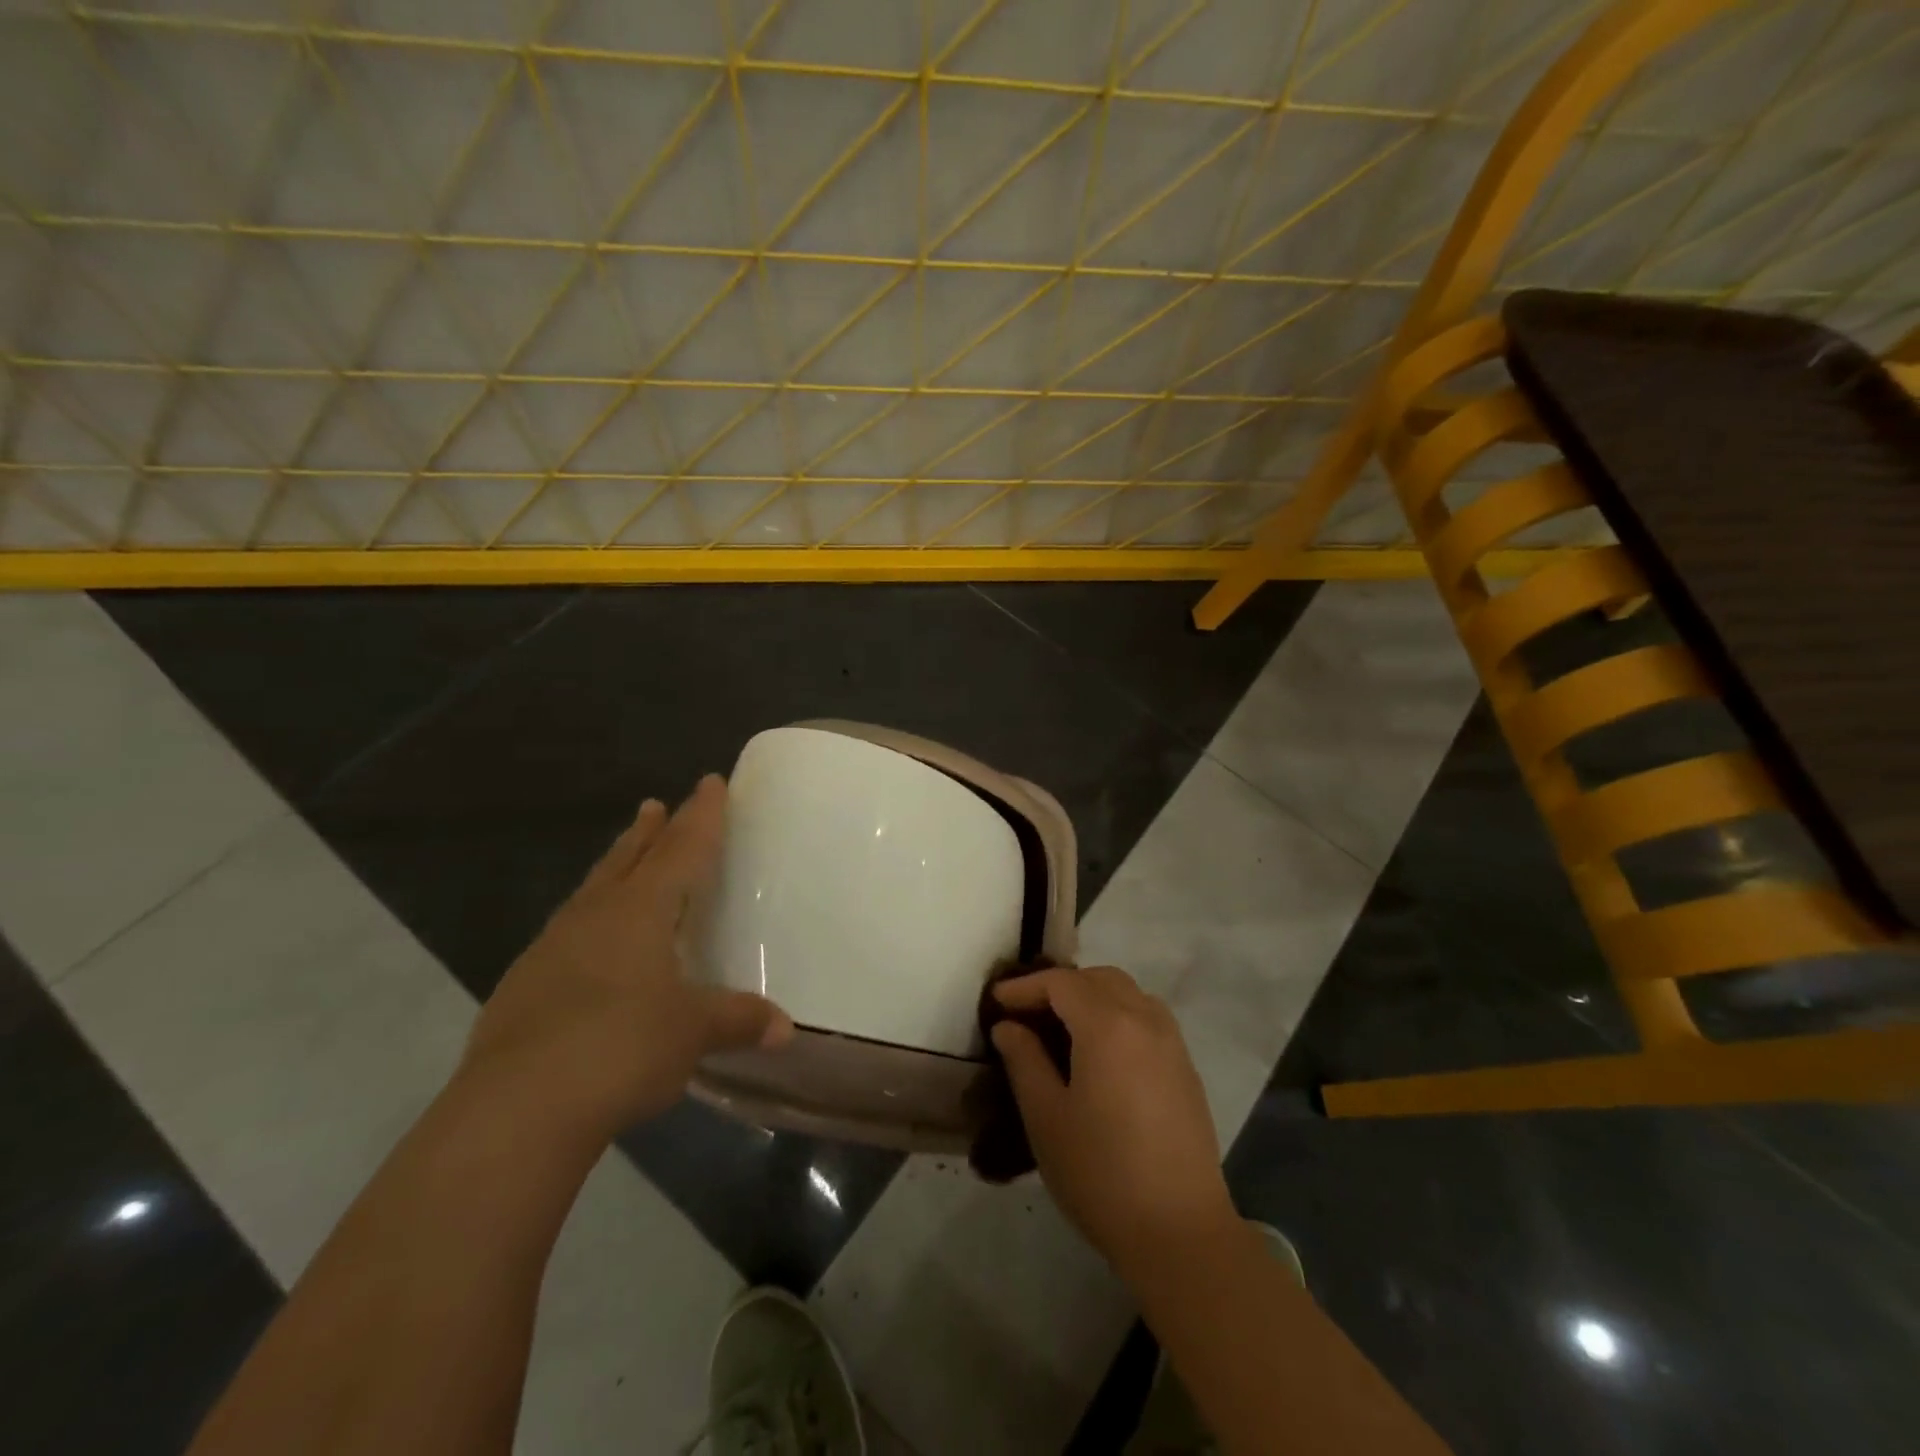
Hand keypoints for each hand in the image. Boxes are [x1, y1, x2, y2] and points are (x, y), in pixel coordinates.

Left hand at [462, 776, 792, 1140]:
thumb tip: (785, 1028)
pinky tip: (588, 944)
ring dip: (614, 868)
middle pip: (629, 859)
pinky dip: (587, 921)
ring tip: (624, 856)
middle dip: (649, 831)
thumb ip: (738, 1020)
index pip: (682, 849)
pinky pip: (566, 933)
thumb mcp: (692, 1032)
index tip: (710, 781)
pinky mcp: (523, 987)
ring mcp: (551, 949)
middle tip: (655, 804)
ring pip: (592, 892)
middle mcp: (595, 916)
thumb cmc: (621, 1047)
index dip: (701, 815)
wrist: (515, 1110)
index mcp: (641, 911)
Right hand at [992, 966, 1235, 1270]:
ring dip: (1091, 997)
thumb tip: (1009, 1026)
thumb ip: (1024, 1060)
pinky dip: (1118, 1015)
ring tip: (1062, 1029)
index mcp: (1108, 1025)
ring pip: (1127, 993)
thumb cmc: (1102, 1174)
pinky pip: (1147, 1017)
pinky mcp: (1185, 1067)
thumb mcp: (1046, 1117)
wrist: (1180, 1232)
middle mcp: (1145, 1020)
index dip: (1025, 987)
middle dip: (1059, 987)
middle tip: (1027, 1014)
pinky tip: (1100, 1052)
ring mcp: (1171, 1042)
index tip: (996, 1002)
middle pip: (1098, 979)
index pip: (1061, 983)